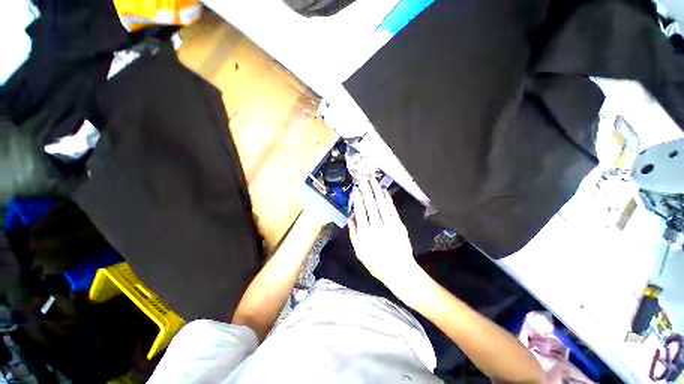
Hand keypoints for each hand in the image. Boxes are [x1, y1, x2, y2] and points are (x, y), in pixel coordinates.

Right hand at [349, 177, 418, 287]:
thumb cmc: (376, 263)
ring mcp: (389, 225)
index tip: (356, 189)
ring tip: (373, 180)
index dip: (358, 199)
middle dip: (367, 190)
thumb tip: (350, 218)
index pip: (360, 211)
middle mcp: (377, 226)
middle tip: (364, 179)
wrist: (399, 270)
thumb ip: (353, 234)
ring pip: (382, 204)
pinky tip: (384, 192)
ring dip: (377, 191)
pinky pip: (392, 209)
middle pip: (371, 204)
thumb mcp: (359, 252)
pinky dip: (388, 199)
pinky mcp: (399, 225)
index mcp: (365, 233)